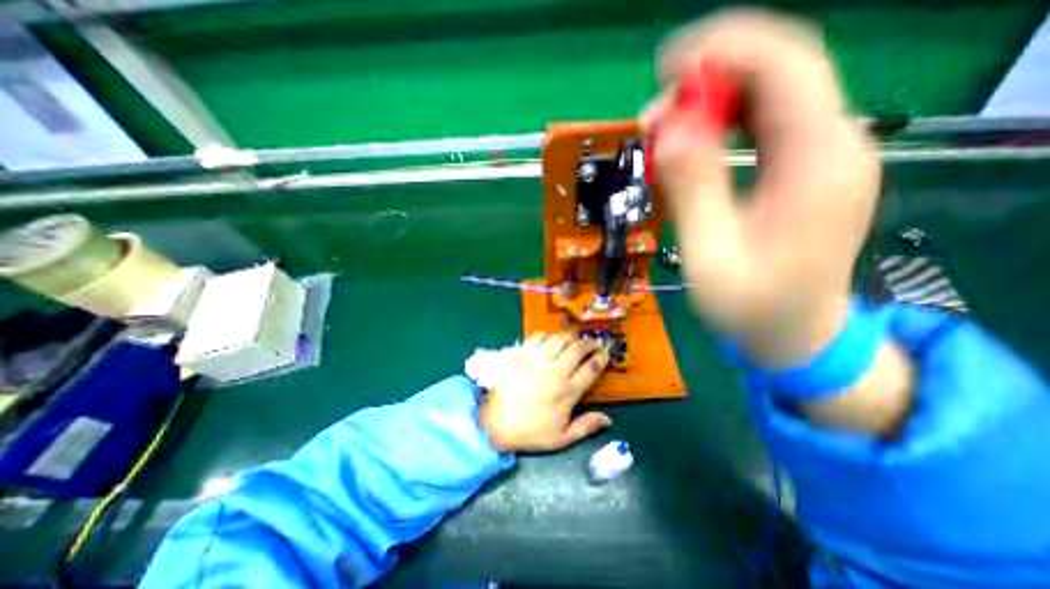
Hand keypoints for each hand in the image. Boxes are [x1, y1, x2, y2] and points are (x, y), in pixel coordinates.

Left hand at [478, 333, 612, 453]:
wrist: (494, 424)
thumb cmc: (530, 432)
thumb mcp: (561, 438)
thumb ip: (586, 427)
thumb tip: (609, 419)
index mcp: (567, 391)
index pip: (591, 368)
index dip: (601, 357)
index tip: (605, 353)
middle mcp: (555, 371)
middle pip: (578, 348)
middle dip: (590, 343)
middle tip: (593, 343)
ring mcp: (536, 360)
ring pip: (559, 339)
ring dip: (571, 336)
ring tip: (575, 338)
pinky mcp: (520, 354)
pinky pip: (537, 337)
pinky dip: (548, 335)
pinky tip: (550, 340)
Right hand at [649, 10, 878, 367]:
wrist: (796, 333)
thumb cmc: (751, 306)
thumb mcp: (710, 255)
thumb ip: (693, 191)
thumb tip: (671, 131)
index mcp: (816, 166)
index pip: (785, 69)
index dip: (724, 51)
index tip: (666, 68)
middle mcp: (834, 146)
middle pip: (780, 72)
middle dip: (712, 76)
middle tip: (655, 112)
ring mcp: (825, 156)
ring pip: (773, 94)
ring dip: (714, 100)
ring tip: (665, 129)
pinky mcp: (807, 169)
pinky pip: (768, 122)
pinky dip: (725, 121)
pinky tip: (693, 142)